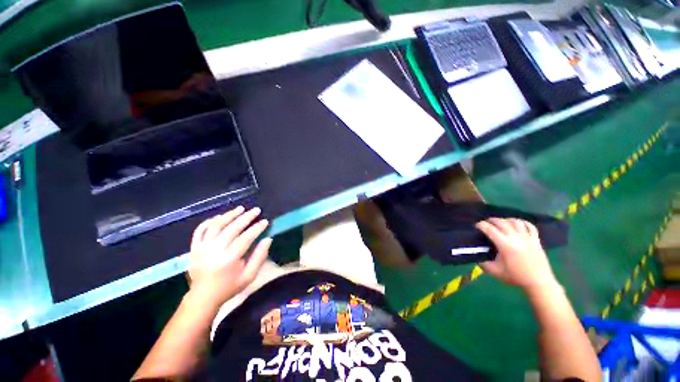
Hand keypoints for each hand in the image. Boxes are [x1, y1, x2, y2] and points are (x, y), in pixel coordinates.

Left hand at [187, 206, 271, 308]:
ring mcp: (202, 248)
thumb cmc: (229, 286)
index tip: (265, 221)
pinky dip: (210, 221)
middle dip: (246, 217)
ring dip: (229, 215)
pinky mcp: (194, 247)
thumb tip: (268, 239)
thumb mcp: (249, 276)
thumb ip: (260, 256)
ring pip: (216, 225)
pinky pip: (200, 229)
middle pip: (232, 228)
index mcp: (229, 259)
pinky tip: (220, 217)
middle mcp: (215, 250)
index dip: (257, 228)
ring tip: (240, 208)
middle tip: (256, 210)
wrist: (203, 296)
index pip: (246, 237)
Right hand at [476, 218, 558, 292]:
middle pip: (501, 222)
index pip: (489, 229)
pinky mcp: (536, 239)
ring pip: (515, 221)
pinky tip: (517, 224)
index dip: (481, 225)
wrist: (538, 283)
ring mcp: (527, 237)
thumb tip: (476, 255)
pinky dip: (522, 222)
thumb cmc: (516, 277)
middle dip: (491, 220)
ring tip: (501, 223)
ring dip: (505, 220)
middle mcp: (516, 238)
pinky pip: (529, 226)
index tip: (476, 227)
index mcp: (505, 245)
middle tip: (486, 223)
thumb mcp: (494, 271)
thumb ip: (482, 263)